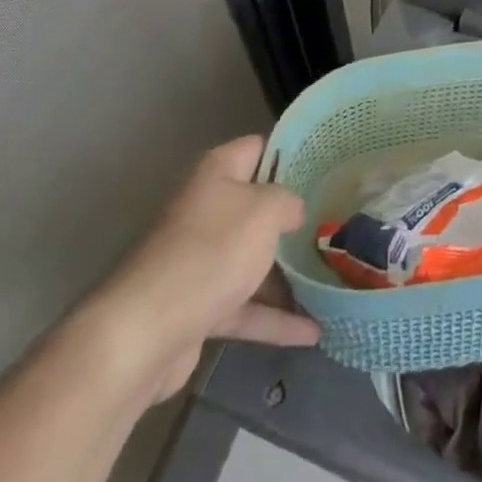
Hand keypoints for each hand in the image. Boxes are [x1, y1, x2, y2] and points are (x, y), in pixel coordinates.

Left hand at [81, 135, 319, 404]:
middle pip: (257, 207)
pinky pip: (244, 306)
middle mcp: (205, 210)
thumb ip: (288, 202)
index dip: (292, 153)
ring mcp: (200, 261)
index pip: (259, 148)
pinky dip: (274, 318)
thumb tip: (293, 211)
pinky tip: (312, 332)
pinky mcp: (197, 307)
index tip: (327, 167)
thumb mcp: (264, 212)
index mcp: (216, 174)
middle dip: (294, 218)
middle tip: (336, 222)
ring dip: (288, 273)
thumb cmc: (211, 253)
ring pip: (252, 260)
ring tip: (334, 277)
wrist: (144, 332)